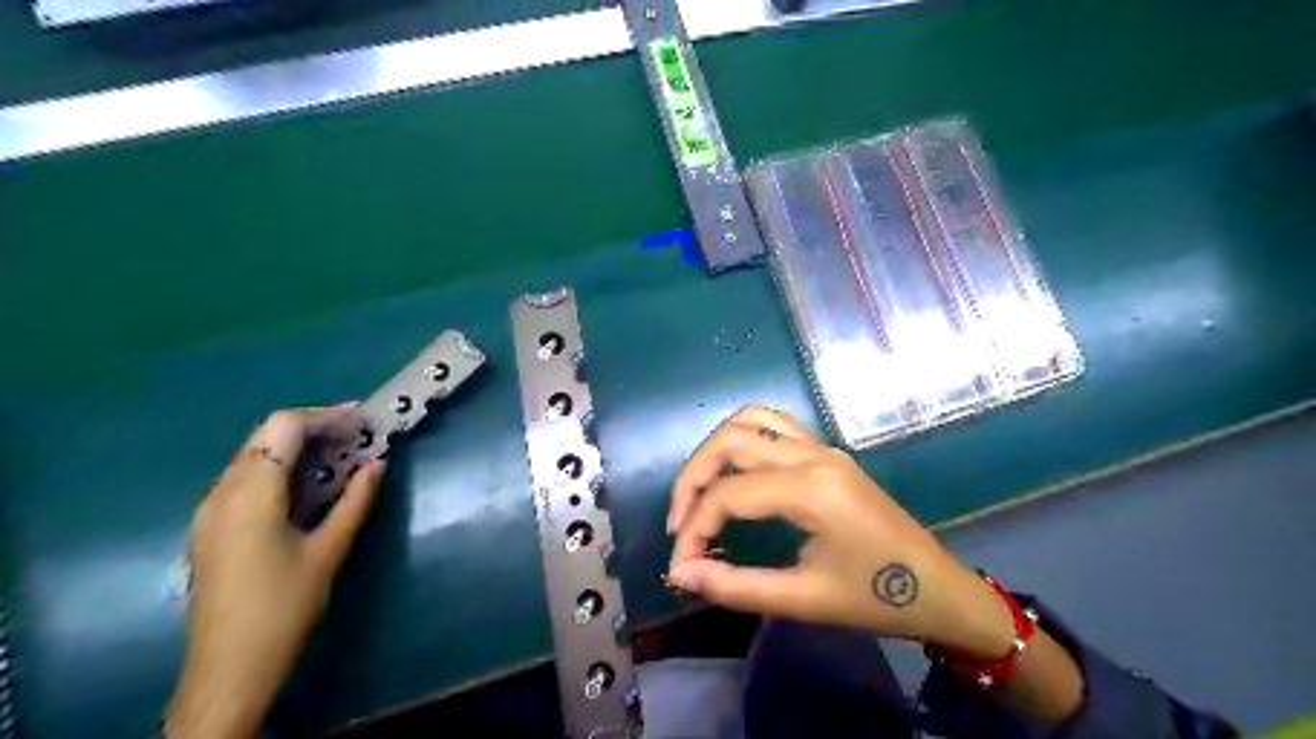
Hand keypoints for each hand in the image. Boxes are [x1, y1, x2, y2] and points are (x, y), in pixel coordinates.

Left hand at [167, 409, 383, 738]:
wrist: (228, 667)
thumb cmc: (284, 606)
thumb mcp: (329, 550)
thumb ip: (355, 500)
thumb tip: (377, 462)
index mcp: (250, 494)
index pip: (284, 427)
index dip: (325, 417)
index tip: (362, 422)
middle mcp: (222, 492)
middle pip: (266, 435)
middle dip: (313, 428)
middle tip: (357, 437)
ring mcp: (210, 509)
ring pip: (254, 455)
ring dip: (297, 447)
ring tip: (341, 457)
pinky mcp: (212, 526)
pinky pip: (246, 477)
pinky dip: (281, 468)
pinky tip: (309, 485)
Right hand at [669, 407, 1016, 653]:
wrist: (940, 589)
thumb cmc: (877, 599)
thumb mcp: (805, 601)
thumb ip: (736, 586)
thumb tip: (682, 573)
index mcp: (812, 490)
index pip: (728, 494)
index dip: (692, 527)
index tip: (679, 566)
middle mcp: (814, 456)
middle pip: (730, 442)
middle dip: (692, 479)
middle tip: (679, 524)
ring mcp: (822, 448)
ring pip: (749, 421)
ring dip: (714, 451)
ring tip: (699, 493)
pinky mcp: (826, 453)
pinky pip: (773, 425)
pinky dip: (741, 439)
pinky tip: (733, 472)